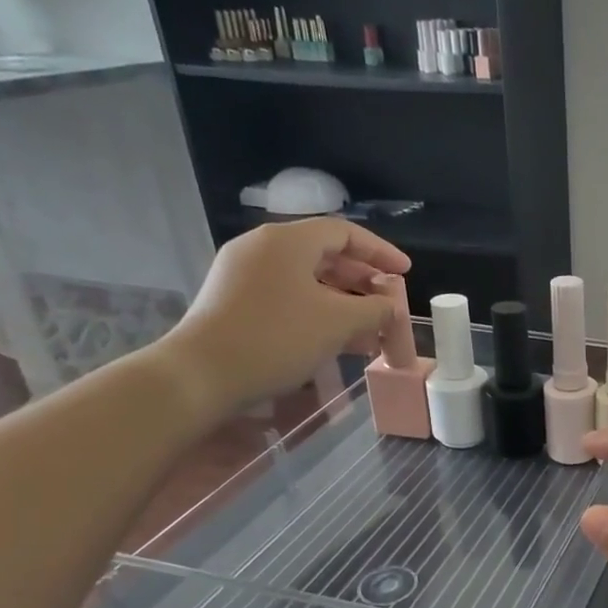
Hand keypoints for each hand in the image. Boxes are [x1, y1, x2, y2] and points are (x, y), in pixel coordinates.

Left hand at [153, 217, 409, 418]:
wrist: (202, 375)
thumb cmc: (277, 338)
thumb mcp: (338, 323)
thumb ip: (374, 309)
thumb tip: (391, 306)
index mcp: (287, 241)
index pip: (344, 232)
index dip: (380, 252)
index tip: (405, 273)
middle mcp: (262, 248)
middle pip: (325, 254)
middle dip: (363, 280)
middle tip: (389, 303)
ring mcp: (244, 274)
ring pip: (307, 278)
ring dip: (343, 301)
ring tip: (370, 329)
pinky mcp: (235, 300)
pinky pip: (288, 296)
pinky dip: (317, 311)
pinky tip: (336, 338)